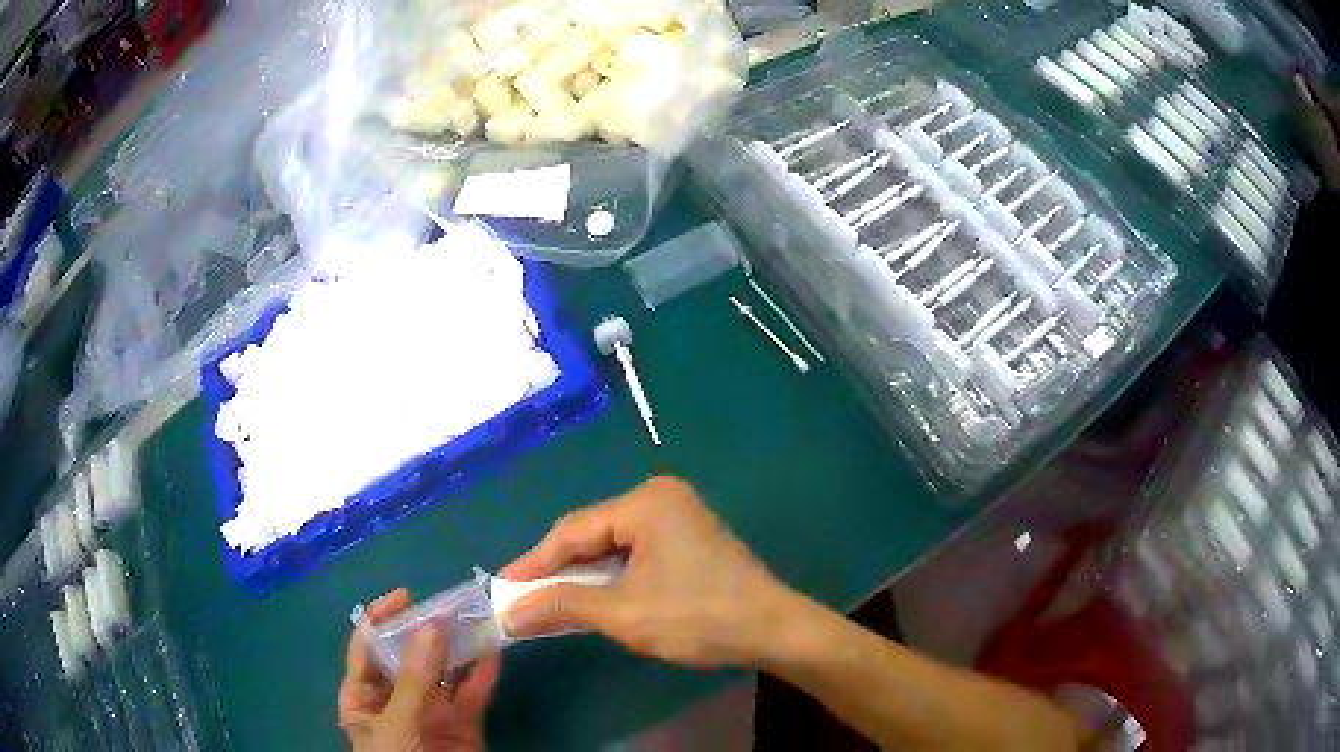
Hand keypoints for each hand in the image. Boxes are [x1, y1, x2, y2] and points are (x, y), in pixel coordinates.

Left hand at [339, 588, 499, 751]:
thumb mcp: (396, 726)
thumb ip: (413, 680)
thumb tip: (430, 627)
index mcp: (363, 699)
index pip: (365, 650)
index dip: (380, 620)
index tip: (407, 596)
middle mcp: (395, 701)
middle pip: (408, 657)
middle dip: (427, 631)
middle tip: (451, 603)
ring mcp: (430, 714)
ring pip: (443, 674)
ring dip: (459, 648)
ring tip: (476, 618)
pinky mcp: (463, 728)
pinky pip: (472, 696)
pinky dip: (483, 675)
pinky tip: (494, 652)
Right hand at [499, 476, 797, 667]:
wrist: (774, 631)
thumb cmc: (699, 618)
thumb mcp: (624, 614)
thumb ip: (562, 606)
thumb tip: (510, 612)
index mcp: (645, 502)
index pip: (571, 531)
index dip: (532, 564)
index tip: (501, 589)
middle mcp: (659, 497)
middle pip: (591, 535)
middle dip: (557, 572)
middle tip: (521, 601)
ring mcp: (677, 516)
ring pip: (612, 546)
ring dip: (583, 577)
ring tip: (547, 604)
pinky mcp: (688, 538)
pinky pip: (634, 553)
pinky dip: (610, 577)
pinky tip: (592, 599)